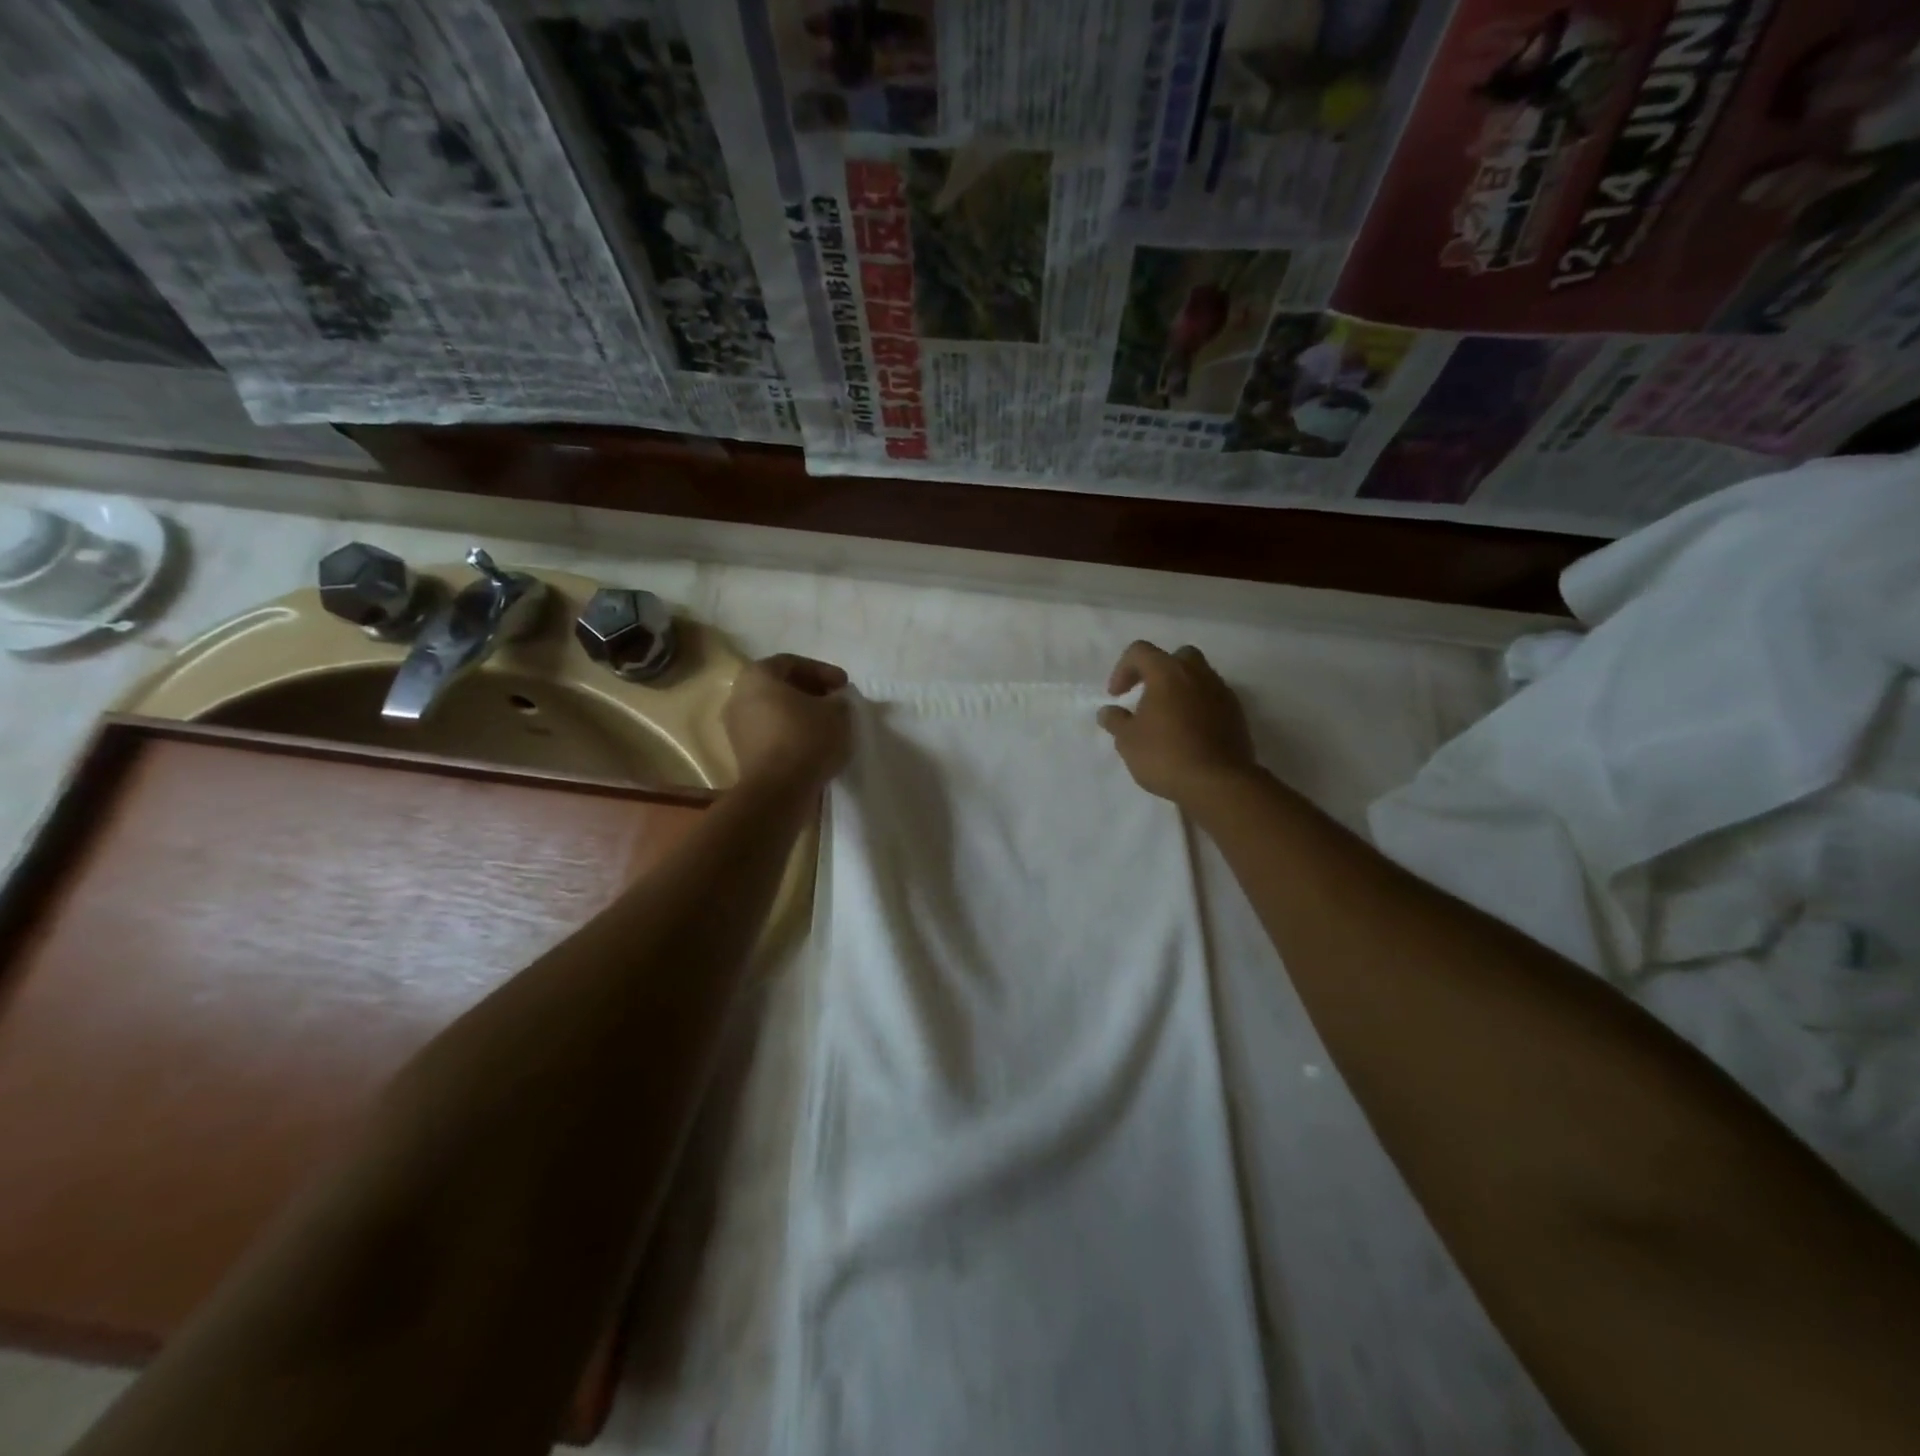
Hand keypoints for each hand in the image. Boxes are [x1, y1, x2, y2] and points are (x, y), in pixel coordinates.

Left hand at [724, 654, 851, 788]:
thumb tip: (835, 702)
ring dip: (800, 714)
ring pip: (774, 711)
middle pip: (779, 686)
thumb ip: (839, 699)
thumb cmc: (806, 738)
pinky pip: (771, 734)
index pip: (791, 663)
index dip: (822, 671)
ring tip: (827, 725)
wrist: (778, 790)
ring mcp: (736, 727)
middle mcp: (739, 696)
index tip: (844, 686)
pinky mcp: (742, 754)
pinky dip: (791, 734)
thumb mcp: (837, 712)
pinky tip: (813, 744)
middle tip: (835, 702)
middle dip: (810, 692)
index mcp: (757, 676)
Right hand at [1097, 641, 1256, 806]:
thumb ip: (1115, 721)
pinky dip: (1199, 707)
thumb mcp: (1127, 741)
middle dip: (1159, 671)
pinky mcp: (1237, 714)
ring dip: (1181, 690)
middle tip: (1147, 697)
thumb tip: (1108, 711)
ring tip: (1168, 718)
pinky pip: (1213, 699)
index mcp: (1168, 673)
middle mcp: (1198, 674)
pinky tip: (1189, 733)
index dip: (1123, 669)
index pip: (1140, 651)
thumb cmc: (1165, 755)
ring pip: (1199, 677)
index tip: (1117, 696)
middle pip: (1177, 656)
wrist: (1218, 783)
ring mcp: (1222, 693)